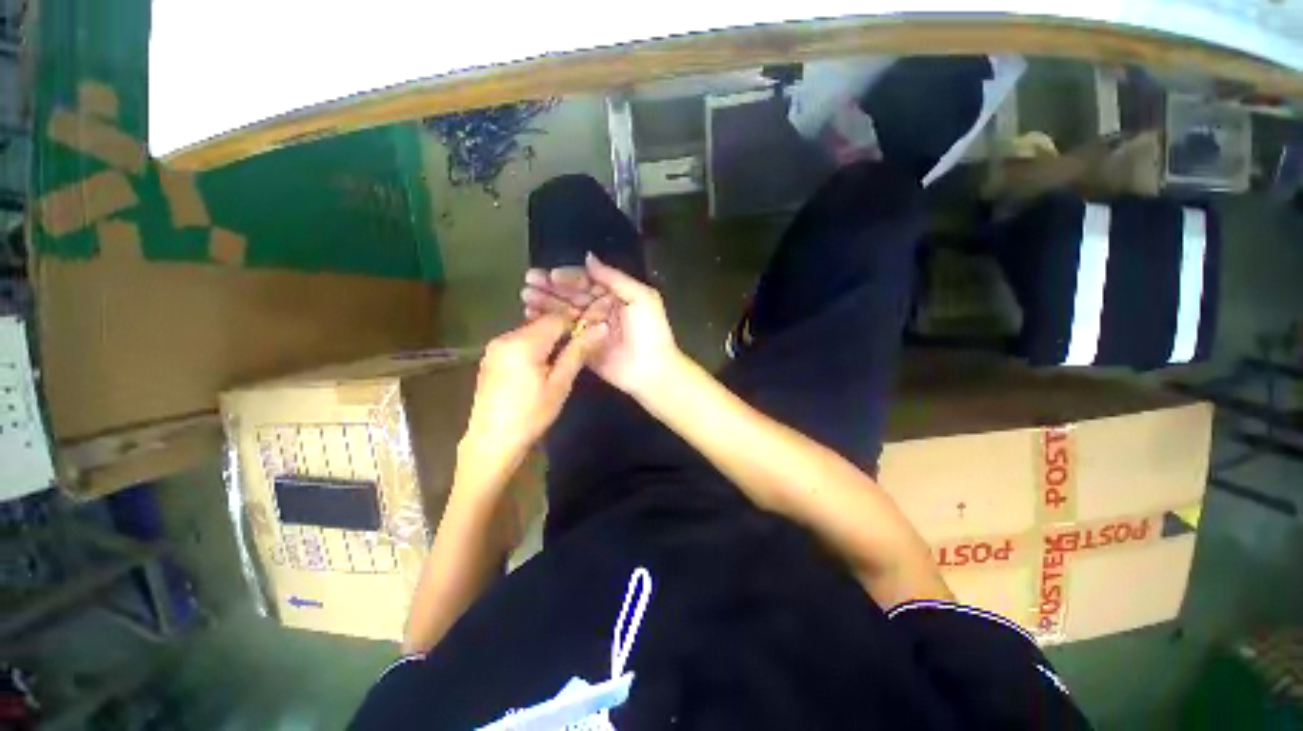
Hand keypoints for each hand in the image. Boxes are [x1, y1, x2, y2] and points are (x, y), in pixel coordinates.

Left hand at [461, 313, 608, 470]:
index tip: (592, 335)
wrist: (492, 442)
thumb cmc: (531, 415)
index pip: (557, 318)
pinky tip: (542, 367)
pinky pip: (519, 342)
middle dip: (563, 333)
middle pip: (542, 324)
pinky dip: (535, 348)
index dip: (577, 323)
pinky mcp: (491, 357)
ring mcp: (495, 347)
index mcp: (523, 342)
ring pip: (531, 332)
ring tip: (563, 361)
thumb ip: (578, 352)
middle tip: (580, 350)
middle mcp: (505, 337)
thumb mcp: (560, 384)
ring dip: (549, 341)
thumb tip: (601, 328)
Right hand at [521, 253, 678, 397]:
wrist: (652, 370)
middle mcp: (600, 310)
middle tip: (528, 283)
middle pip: (572, 296)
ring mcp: (590, 330)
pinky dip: (549, 326)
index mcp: (614, 296)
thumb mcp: (640, 297)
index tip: (550, 275)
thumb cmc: (650, 330)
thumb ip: (614, 278)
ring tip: (525, 298)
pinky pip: (564, 334)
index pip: (587, 282)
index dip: (569, 277)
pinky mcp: (583, 348)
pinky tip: (531, 318)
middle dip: (551, 289)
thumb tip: (588, 257)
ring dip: (546, 304)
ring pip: (565, 313)